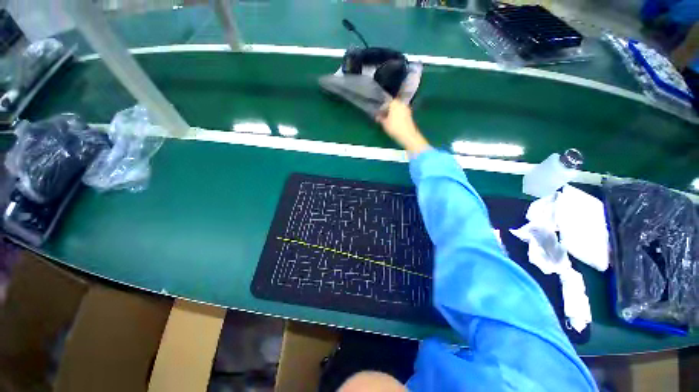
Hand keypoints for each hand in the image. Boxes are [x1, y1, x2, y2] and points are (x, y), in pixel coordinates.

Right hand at [376, 100, 429, 154]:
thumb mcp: (384, 124)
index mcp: (394, 103)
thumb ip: (380, 119)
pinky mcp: (410, 114)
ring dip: (393, 113)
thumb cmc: (394, 128)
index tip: (379, 114)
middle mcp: (401, 103)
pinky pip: (401, 113)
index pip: (386, 103)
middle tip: (383, 116)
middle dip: (388, 110)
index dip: (381, 109)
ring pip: (397, 109)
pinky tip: (395, 122)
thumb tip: (377, 117)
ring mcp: (406, 108)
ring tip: (389, 120)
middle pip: (393, 105)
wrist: (407, 135)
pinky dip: (398, 116)